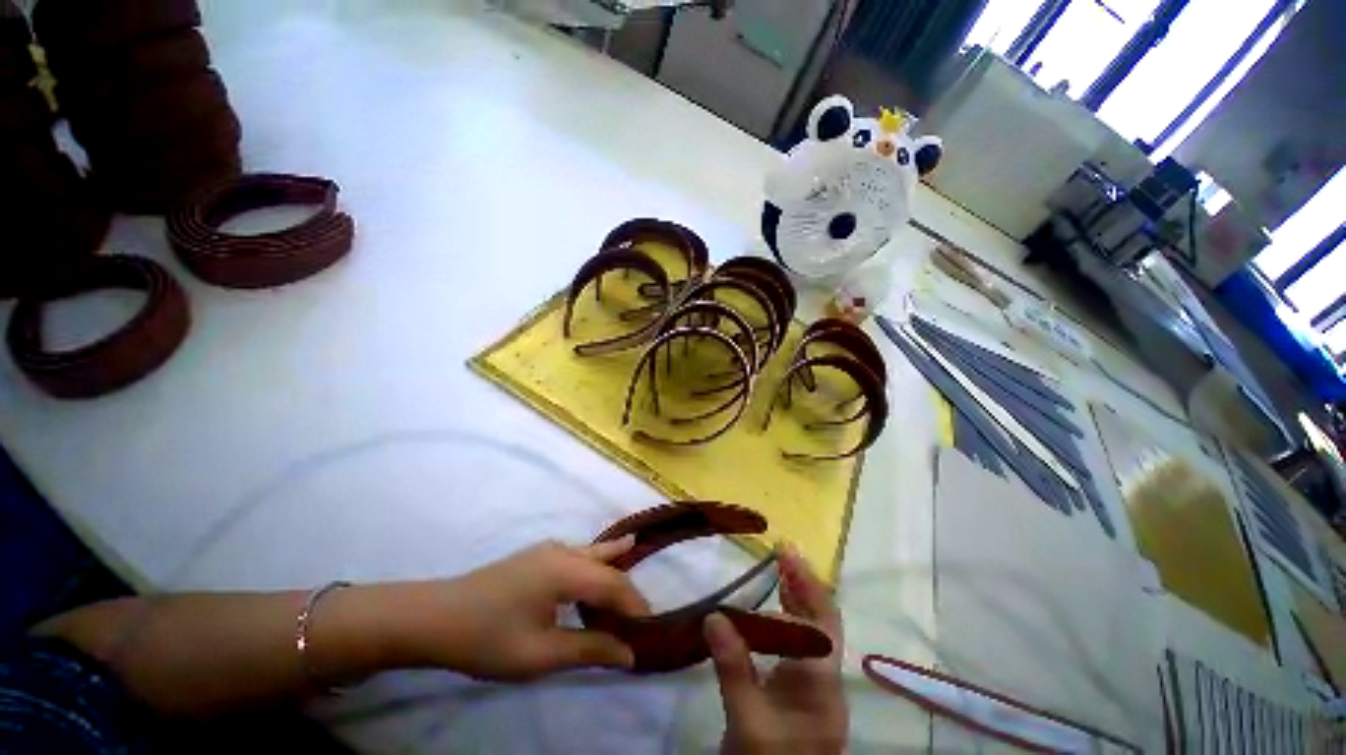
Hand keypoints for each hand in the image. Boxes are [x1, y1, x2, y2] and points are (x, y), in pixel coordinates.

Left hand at [400, 537, 649, 679]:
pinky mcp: (535, 556)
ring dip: (611, 564)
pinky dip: (593, 561)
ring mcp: (547, 550)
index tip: (648, 630)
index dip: (635, 605)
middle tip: (642, 612)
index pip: (614, 584)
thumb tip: (629, 654)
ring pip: (591, 553)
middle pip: (605, 566)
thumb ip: (589, 649)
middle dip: (625, 587)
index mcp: (567, 570)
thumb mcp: (540, 654)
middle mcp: (563, 552)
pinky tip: (595, 562)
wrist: (435, 617)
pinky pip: (576, 555)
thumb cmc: (489, 638)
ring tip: (634, 552)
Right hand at [705, 544, 846, 754]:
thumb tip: (715, 615)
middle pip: (823, 622)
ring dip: (798, 599)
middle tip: (784, 552)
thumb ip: (733, 667)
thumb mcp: (746, 720)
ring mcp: (817, 686)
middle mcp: (827, 680)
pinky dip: (789, 619)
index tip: (787, 553)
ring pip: (813, 632)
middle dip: (804, 584)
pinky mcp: (803, 691)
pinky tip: (773, 609)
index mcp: (822, 685)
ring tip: (780, 568)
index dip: (806, 586)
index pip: (821, 624)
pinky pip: (800, 645)